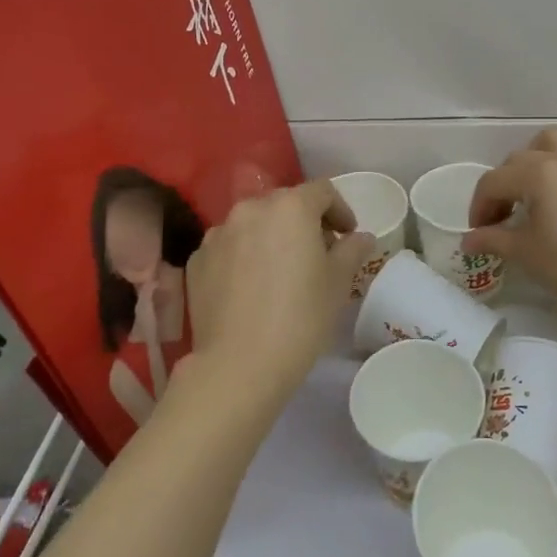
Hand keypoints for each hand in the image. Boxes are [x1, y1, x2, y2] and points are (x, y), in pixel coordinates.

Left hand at [182, 180, 374, 409]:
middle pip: (285, 204)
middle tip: (317, 254)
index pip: (323, 191)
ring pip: (253, 224)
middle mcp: (250, 209)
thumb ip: (352, 250)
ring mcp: (218, 234)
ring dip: (271, 238)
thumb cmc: (301, 317)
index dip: (340, 210)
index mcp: (290, 207)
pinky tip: (251, 288)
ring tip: (280, 272)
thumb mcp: (338, 282)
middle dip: (304, 223)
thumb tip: (360, 237)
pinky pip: (228, 247)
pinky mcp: (197, 260)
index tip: (347, 235)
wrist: (239, 365)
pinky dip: (243, 257)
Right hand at [463, 128, 556, 324]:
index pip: (494, 181)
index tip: (479, 232)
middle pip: (521, 158)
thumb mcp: (526, 254)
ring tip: (533, 194)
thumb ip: (492, 239)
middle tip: (502, 217)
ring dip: (536, 162)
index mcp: (541, 174)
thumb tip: (468, 240)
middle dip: (504, 185)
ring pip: (556, 145)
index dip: (479, 206)